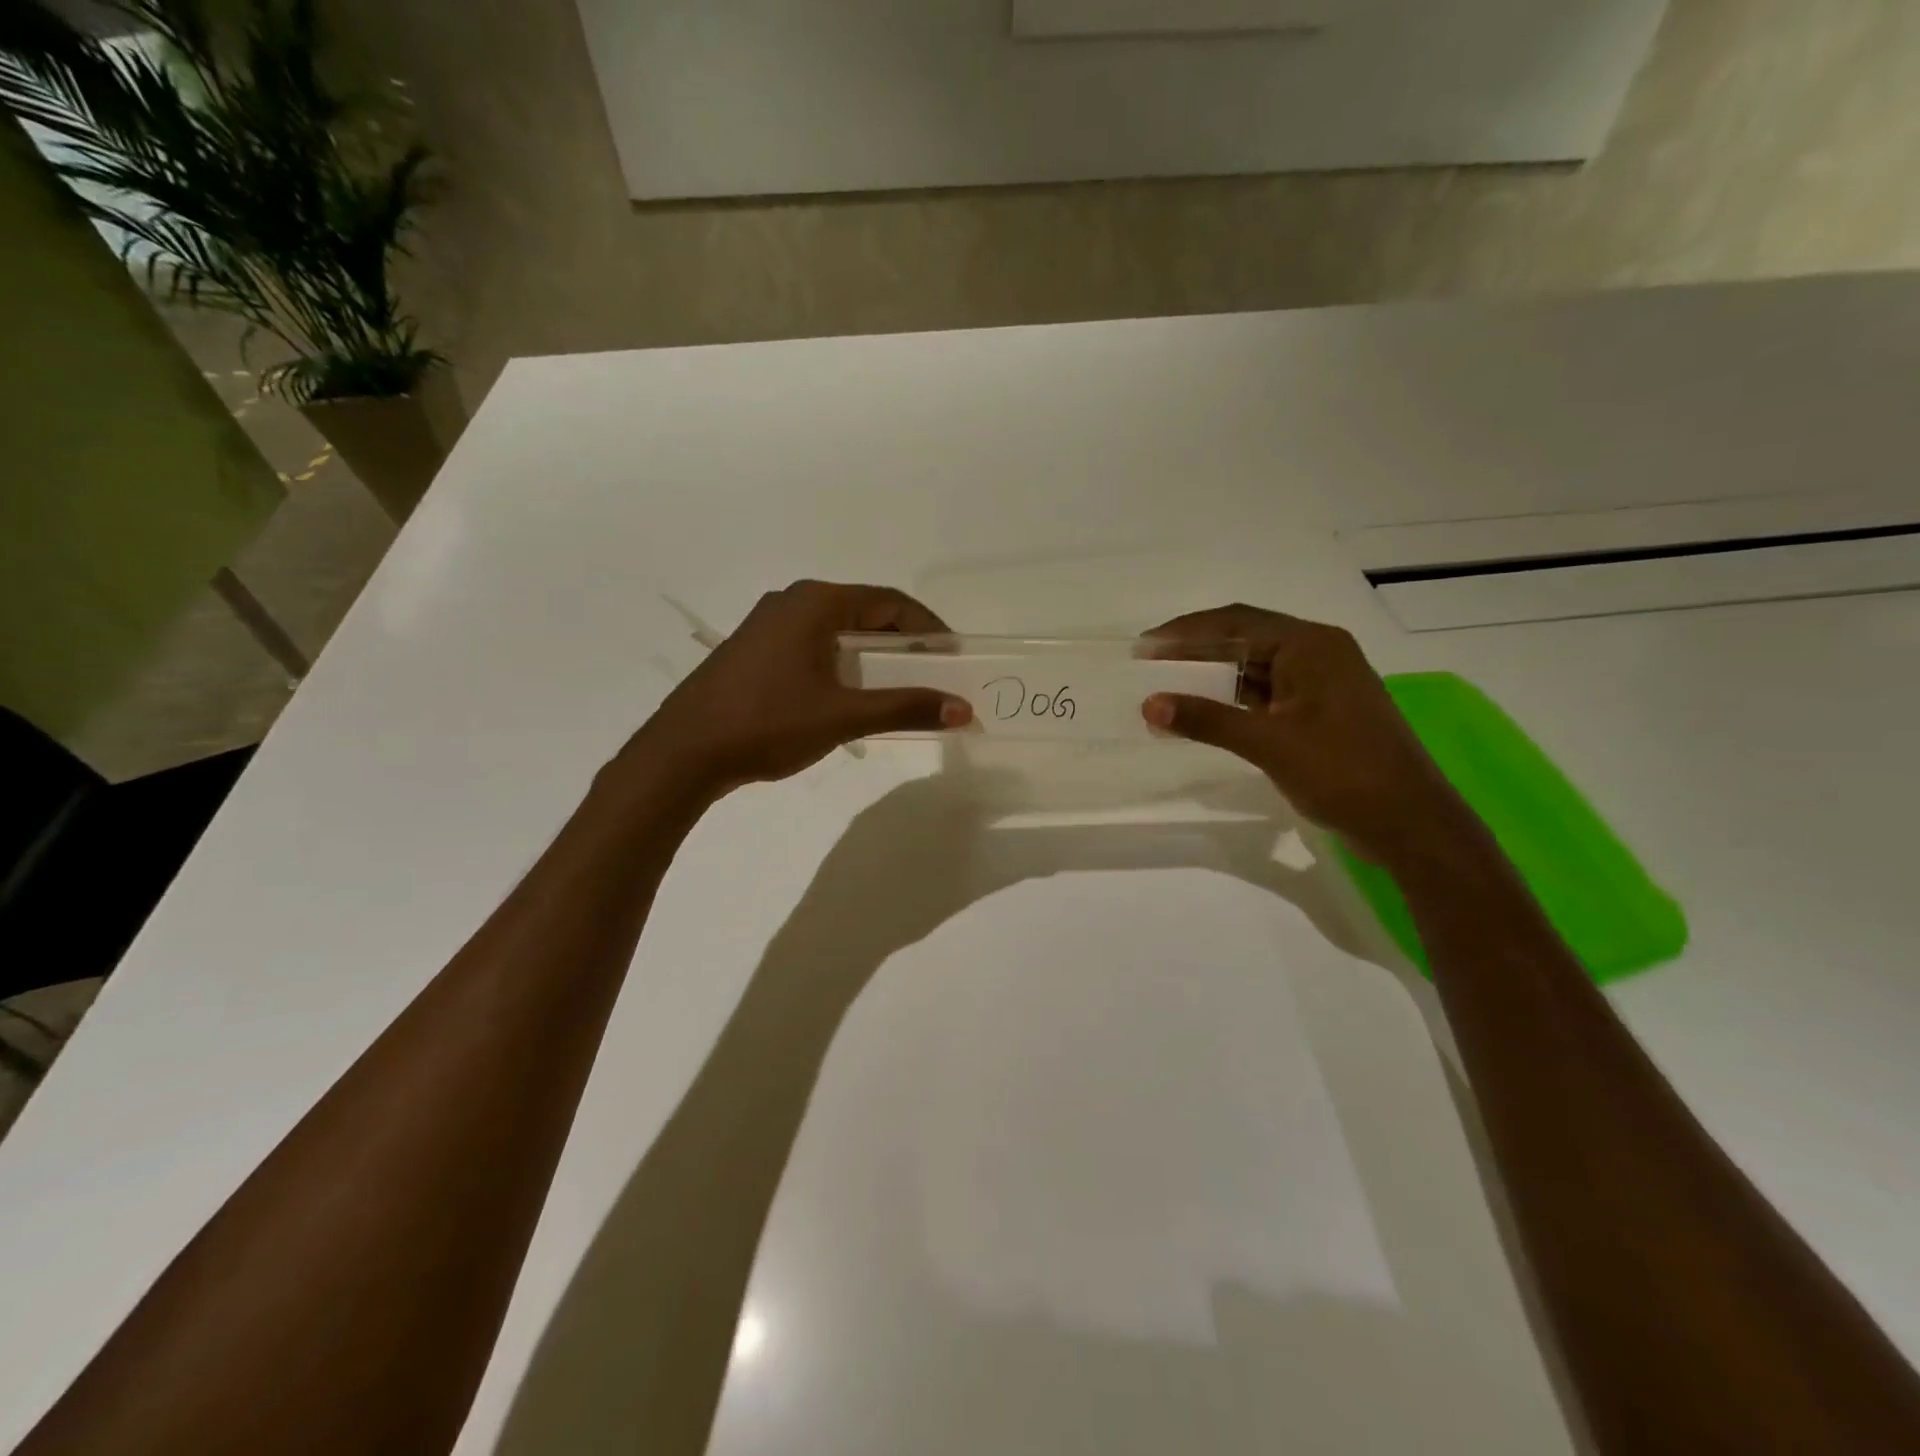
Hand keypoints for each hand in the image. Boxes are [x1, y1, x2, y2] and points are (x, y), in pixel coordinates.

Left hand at [637, 580, 971, 798]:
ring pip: (836, 629)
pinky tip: (847, 694)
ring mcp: (766, 625)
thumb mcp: (844, 716)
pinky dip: (841, 661)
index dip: (927, 626)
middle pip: (863, 611)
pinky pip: (812, 644)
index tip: (952, 654)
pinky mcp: (753, 650)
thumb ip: (905, 708)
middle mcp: (791, 602)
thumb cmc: (768, 723)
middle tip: (931, 672)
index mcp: (815, 603)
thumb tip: (962, 709)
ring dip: (871, 653)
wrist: (684, 752)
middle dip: (901, 640)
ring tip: (896, 685)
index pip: (889, 601)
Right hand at [1141, 605, 1471, 864]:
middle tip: (1148, 664)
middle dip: (1195, 651)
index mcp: (1311, 645)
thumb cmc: (1342, 772)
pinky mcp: (1321, 711)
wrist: (1409, 822)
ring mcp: (1322, 682)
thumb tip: (1149, 704)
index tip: (1143, 646)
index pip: (1236, 622)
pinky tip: (1204, 713)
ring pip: (1255, 668)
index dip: (1185, 632)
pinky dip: (1233, 700)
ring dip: (1212, 677)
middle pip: (1245, 639)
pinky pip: (1267, 693)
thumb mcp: (1268, 743)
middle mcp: (1318, 652)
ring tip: (1167, 688)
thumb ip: (1206, 719)